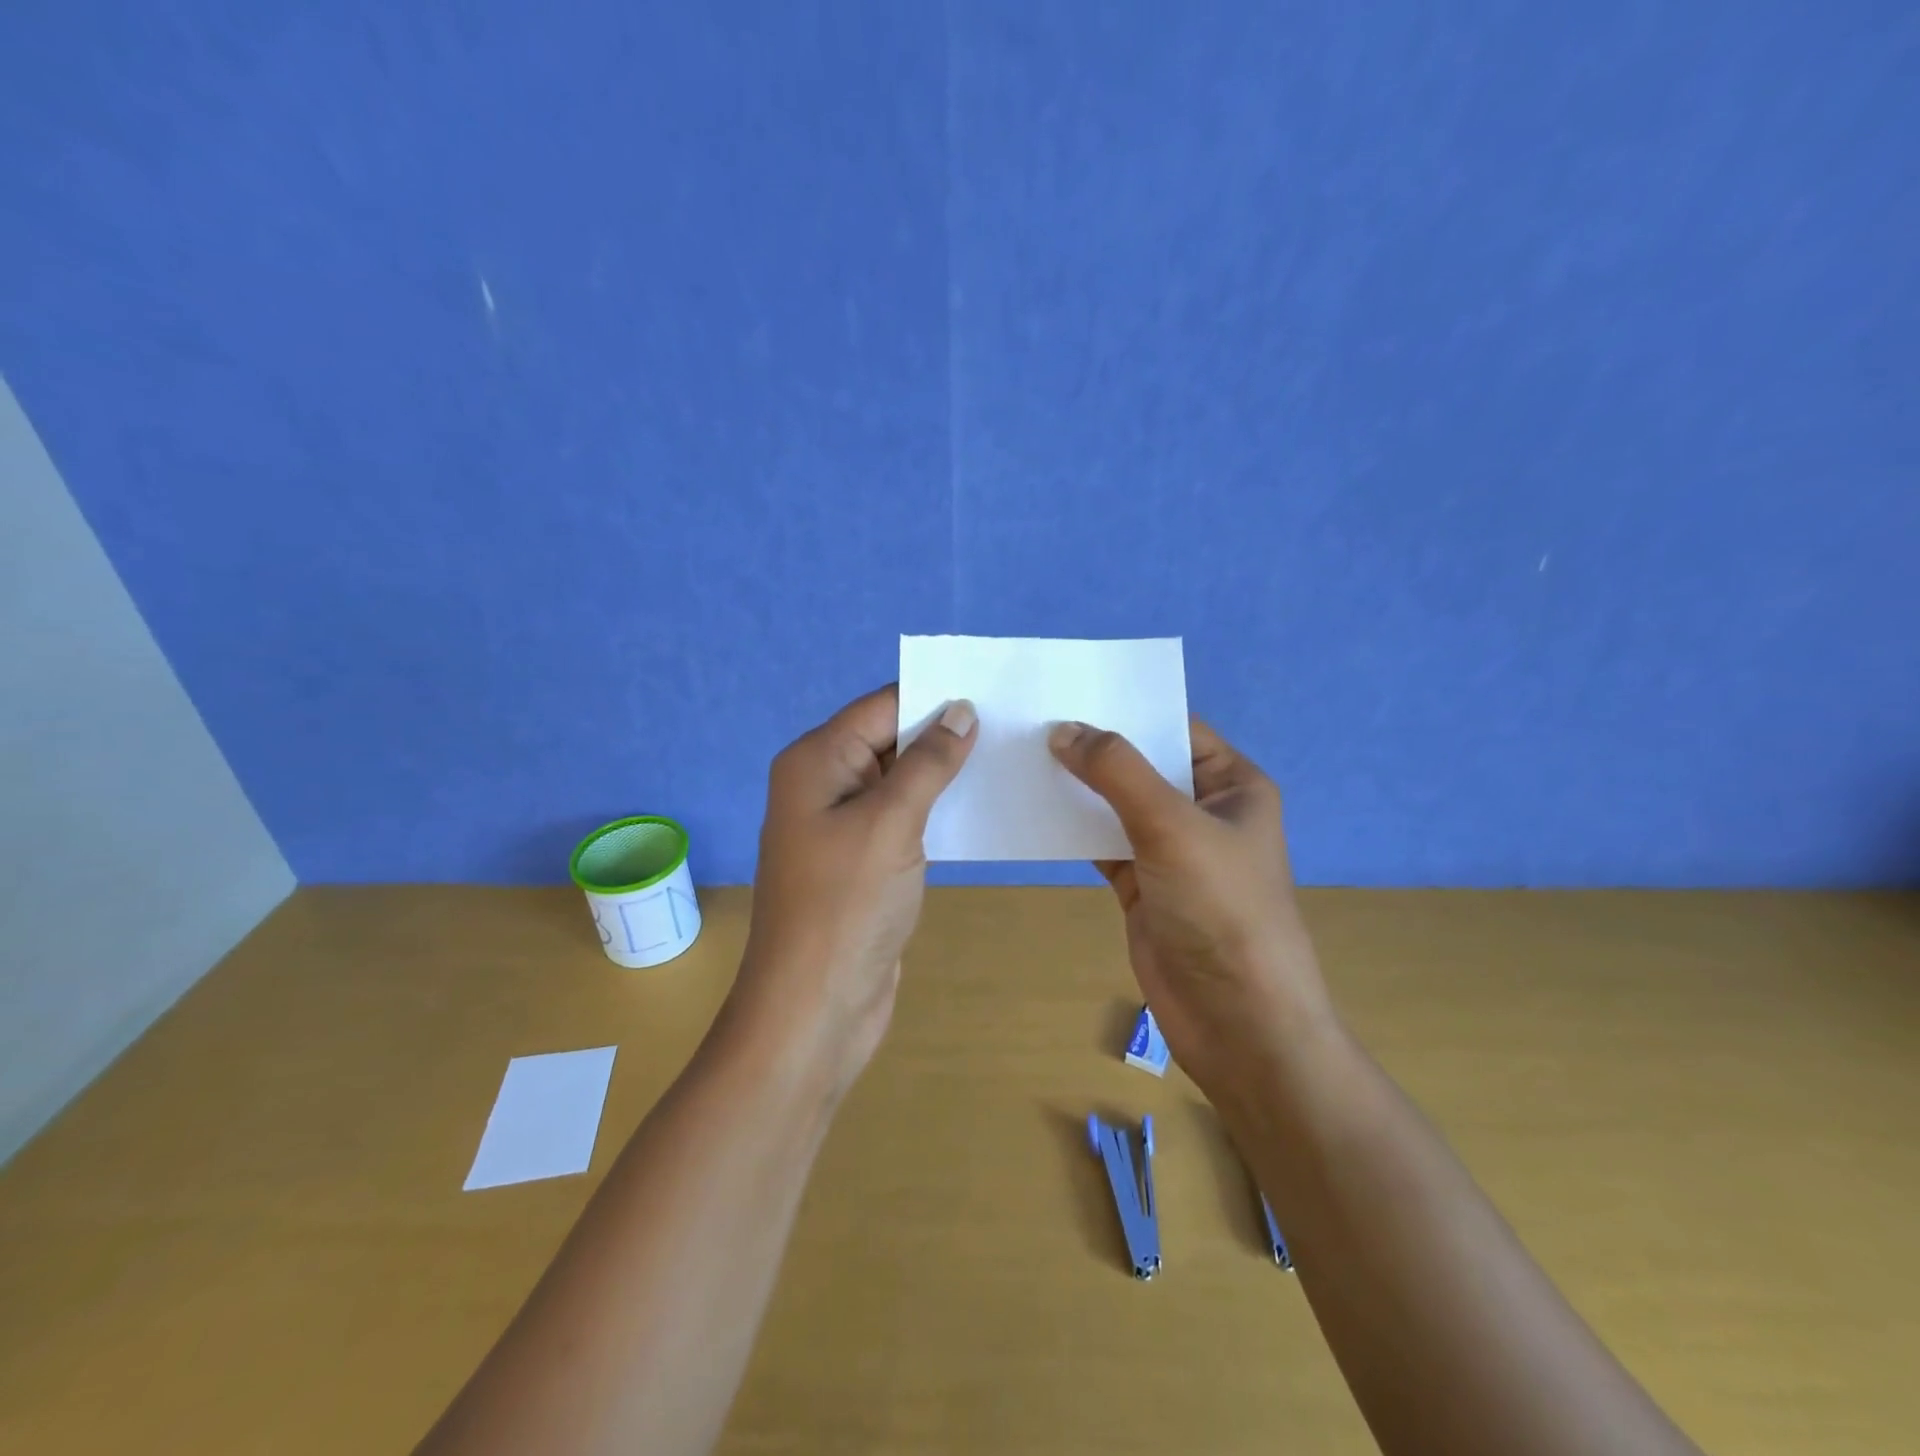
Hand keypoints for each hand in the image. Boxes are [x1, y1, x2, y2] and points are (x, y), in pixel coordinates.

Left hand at [736, 685, 976, 1091]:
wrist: (815, 1008)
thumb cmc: (846, 906)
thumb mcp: (889, 823)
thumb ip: (927, 762)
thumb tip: (960, 710)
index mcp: (817, 761)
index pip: (882, 707)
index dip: (935, 697)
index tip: (995, 692)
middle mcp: (825, 784)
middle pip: (891, 740)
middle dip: (944, 734)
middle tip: (1014, 724)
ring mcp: (843, 826)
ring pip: (901, 781)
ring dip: (946, 774)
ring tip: (1010, 759)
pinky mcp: (864, 861)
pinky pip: (904, 819)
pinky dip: (938, 811)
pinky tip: (983, 807)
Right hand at [1048, 718, 1334, 1093]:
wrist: (1235, 1019)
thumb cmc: (1220, 908)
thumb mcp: (1171, 825)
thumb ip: (1116, 771)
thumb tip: (1063, 729)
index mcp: (1231, 784)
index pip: (1175, 728)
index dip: (1126, 710)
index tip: (1067, 692)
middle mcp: (1201, 810)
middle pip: (1140, 765)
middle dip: (1092, 747)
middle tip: (1030, 720)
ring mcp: (1168, 850)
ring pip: (1115, 804)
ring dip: (1076, 788)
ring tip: (1020, 757)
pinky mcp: (1140, 884)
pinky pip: (1100, 843)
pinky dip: (1070, 829)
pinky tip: (1031, 811)